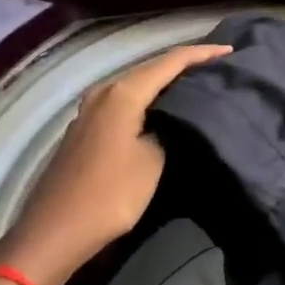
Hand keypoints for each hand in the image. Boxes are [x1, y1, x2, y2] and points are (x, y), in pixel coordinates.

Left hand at [0, 43, 230, 284]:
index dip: (202, 54)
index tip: (230, 51)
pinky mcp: (86, 128)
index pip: (171, 61)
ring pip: (136, 83)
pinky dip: (148, 97)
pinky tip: (163, 107)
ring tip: (196, 83)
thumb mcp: (153, 161)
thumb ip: (168, 129)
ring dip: (165, 81)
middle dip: (184, 64)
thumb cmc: (109, 195)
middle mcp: (104, 92)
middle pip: (151, 67)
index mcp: (123, 93)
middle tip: (217, 65)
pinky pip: (125, 100)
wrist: (54, 233)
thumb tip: (173, 119)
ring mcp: (90, 110)